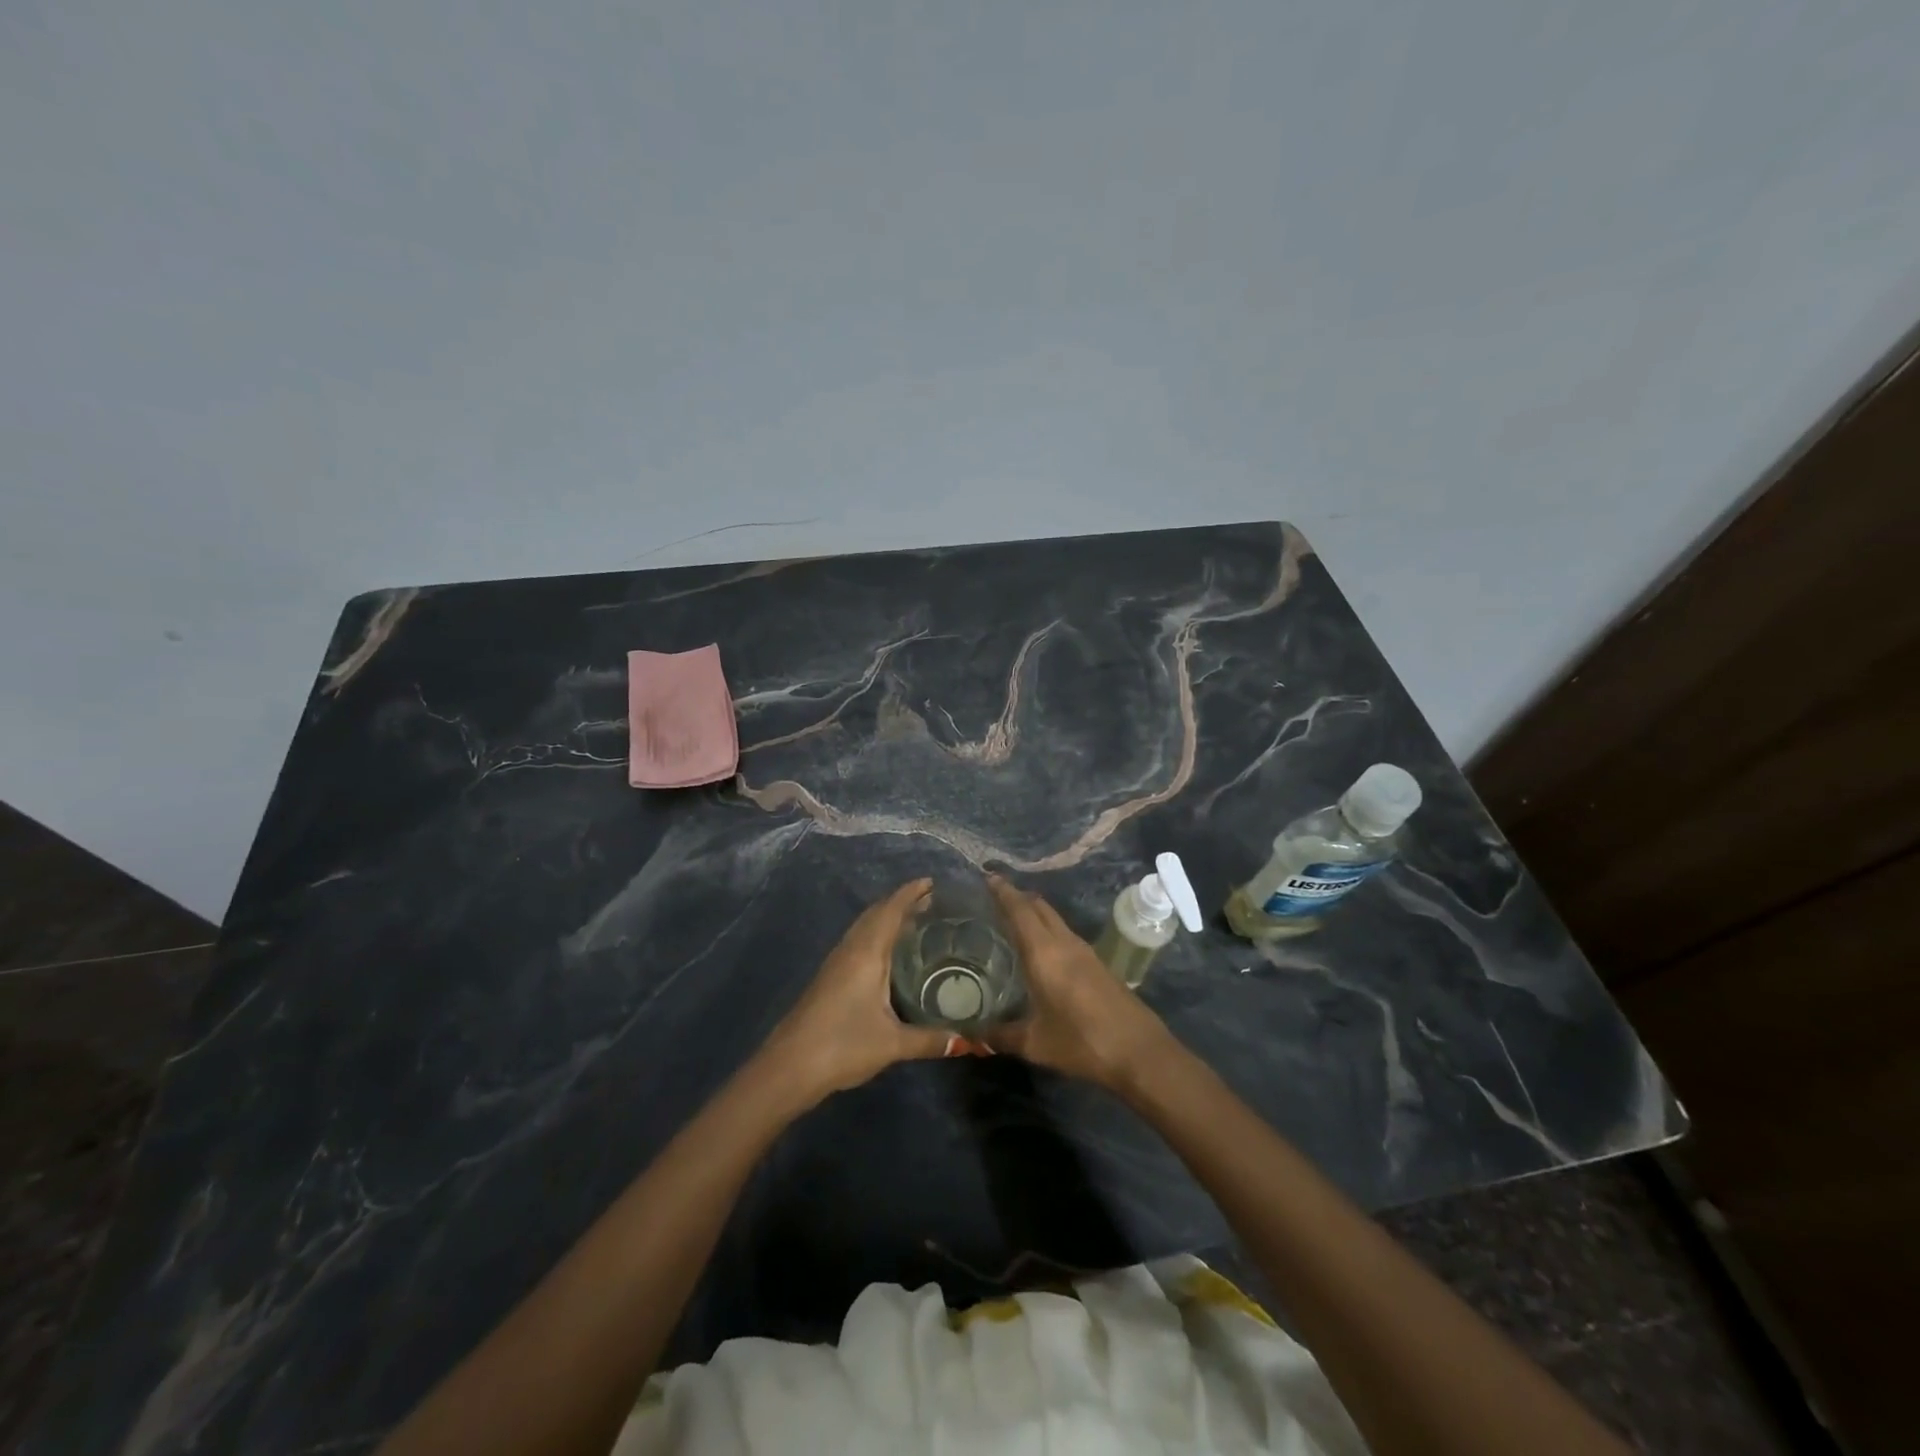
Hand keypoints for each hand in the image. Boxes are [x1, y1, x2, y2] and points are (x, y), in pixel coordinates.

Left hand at [762, 878, 958, 1106]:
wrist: (789, 1067)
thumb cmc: (843, 1045)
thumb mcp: (893, 1044)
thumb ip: (930, 1039)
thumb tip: (969, 1041)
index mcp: (866, 953)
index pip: (890, 911)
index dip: (910, 893)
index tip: (932, 882)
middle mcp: (850, 950)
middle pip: (876, 914)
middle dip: (902, 903)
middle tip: (932, 901)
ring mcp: (836, 963)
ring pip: (864, 928)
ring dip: (887, 918)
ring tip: (915, 922)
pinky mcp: (830, 978)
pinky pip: (858, 943)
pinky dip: (877, 935)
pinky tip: (889, 954)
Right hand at [986, 875, 1172, 1092]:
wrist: (1140, 1052)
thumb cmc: (1082, 1042)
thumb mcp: (1035, 1043)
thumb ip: (1002, 1036)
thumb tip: (975, 1035)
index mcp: (1044, 953)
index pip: (1020, 911)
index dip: (1004, 892)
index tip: (989, 876)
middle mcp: (1065, 943)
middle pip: (1040, 908)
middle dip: (1019, 898)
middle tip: (997, 897)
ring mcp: (1085, 952)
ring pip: (1055, 920)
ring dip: (1036, 914)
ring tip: (1014, 921)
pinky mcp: (1098, 965)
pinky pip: (1066, 935)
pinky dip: (1049, 931)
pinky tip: (1042, 950)